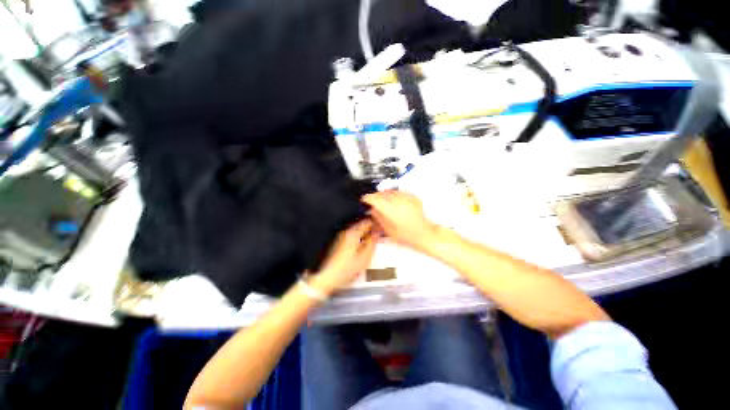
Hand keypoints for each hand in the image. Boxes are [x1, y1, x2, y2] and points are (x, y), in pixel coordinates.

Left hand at [310, 219, 378, 294]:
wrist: (329, 277)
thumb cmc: (347, 268)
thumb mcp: (365, 257)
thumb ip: (372, 243)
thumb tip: (377, 234)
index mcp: (353, 233)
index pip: (367, 222)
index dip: (376, 224)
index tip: (382, 228)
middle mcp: (346, 232)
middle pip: (361, 224)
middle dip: (371, 227)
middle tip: (378, 234)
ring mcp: (341, 236)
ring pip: (357, 229)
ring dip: (365, 232)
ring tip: (372, 239)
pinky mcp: (339, 242)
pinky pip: (352, 234)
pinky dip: (359, 236)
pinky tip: (362, 244)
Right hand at [362, 191, 440, 253]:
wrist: (424, 234)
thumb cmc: (407, 235)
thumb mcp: (387, 229)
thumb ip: (378, 217)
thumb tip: (372, 210)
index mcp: (390, 208)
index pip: (374, 198)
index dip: (367, 198)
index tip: (364, 199)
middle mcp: (397, 200)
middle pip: (381, 193)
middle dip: (376, 197)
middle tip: (373, 202)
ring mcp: (406, 197)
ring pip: (390, 191)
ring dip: (385, 195)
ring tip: (384, 203)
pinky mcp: (412, 197)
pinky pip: (399, 192)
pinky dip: (395, 196)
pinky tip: (395, 203)